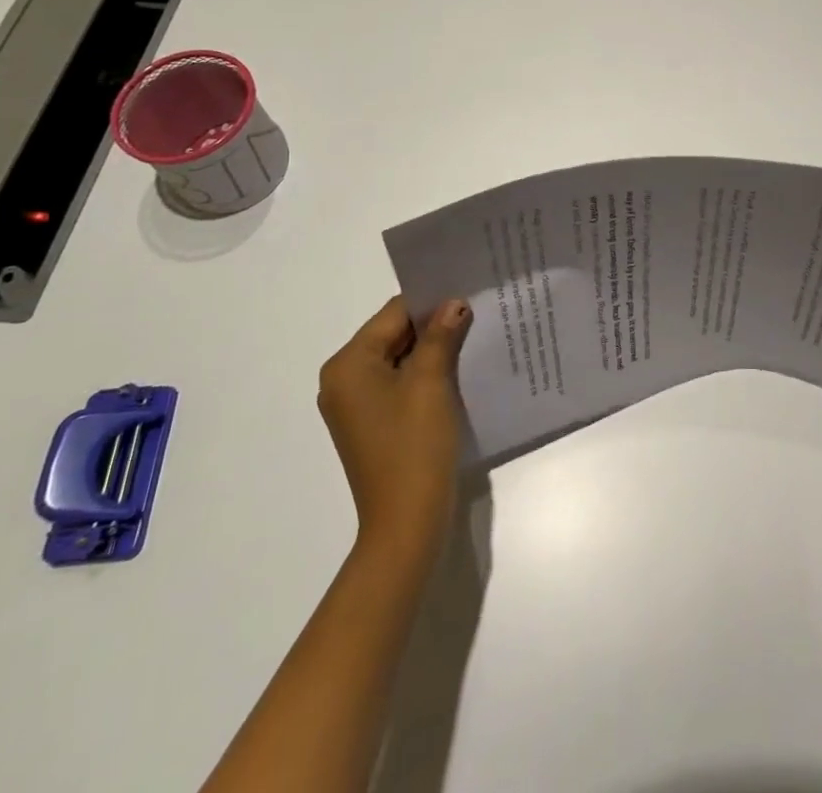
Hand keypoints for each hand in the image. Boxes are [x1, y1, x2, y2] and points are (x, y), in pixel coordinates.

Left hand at [318, 295, 472, 561]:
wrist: (406, 524)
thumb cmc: (413, 446)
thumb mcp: (430, 381)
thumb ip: (440, 335)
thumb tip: (454, 303)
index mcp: (348, 365)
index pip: (393, 314)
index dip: (432, 303)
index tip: (469, 296)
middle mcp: (344, 380)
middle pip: (394, 335)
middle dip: (434, 325)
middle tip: (477, 313)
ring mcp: (357, 405)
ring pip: (400, 359)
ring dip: (433, 350)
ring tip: (474, 337)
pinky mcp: (374, 424)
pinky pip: (400, 384)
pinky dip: (426, 375)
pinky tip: (459, 371)